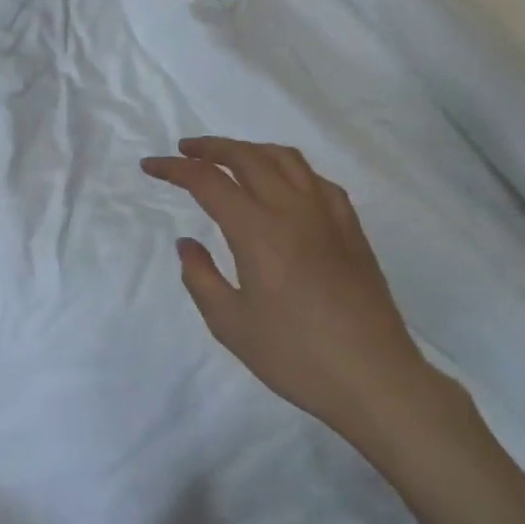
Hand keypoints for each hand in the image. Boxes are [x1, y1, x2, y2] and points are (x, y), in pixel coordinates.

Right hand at [142, 137, 457, 447]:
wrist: (373, 376)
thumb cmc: (295, 355)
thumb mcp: (231, 324)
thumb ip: (201, 277)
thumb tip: (187, 242)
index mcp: (258, 230)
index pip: (208, 181)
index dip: (175, 169)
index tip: (151, 166)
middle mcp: (292, 209)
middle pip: (247, 156)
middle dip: (211, 147)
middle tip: (185, 150)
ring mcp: (327, 214)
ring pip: (286, 159)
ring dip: (251, 149)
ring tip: (231, 159)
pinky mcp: (351, 228)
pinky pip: (317, 180)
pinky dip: (290, 170)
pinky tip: (285, 187)